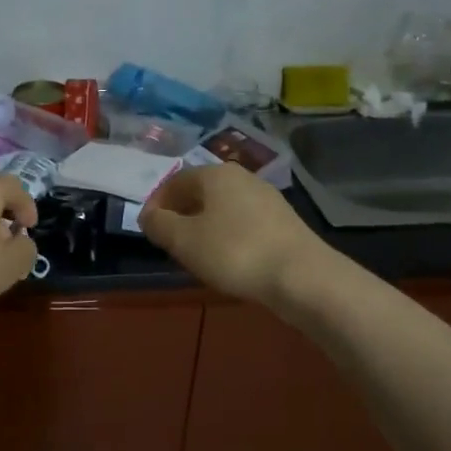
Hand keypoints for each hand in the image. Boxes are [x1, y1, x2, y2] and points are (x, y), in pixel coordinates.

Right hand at [140, 163, 324, 305]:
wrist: (301, 276)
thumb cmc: (234, 252)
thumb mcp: (183, 241)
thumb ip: (159, 225)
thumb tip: (148, 216)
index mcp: (214, 174)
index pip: (174, 181)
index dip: (156, 204)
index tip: (148, 230)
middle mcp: (241, 177)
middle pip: (200, 192)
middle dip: (181, 214)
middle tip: (170, 243)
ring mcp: (266, 197)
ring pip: (222, 207)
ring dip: (204, 226)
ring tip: (196, 254)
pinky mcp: (282, 220)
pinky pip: (242, 221)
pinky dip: (227, 235)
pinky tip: (228, 258)